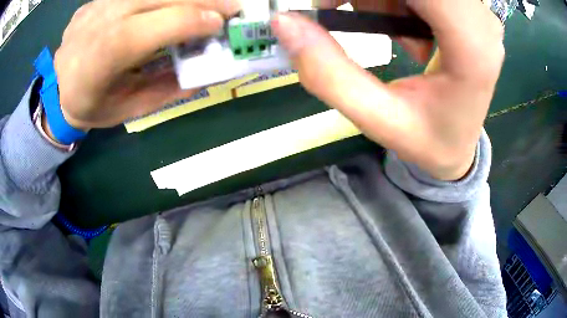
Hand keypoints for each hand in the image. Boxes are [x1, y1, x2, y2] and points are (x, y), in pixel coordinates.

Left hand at [54, 0, 240, 129]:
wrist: (56, 92)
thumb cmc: (93, 106)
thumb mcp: (131, 109)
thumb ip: (170, 87)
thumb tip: (210, 68)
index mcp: (103, 57)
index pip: (155, 25)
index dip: (194, 20)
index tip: (222, 24)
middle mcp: (99, 21)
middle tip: (231, 6)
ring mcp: (96, 5)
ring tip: (206, 3)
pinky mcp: (97, 0)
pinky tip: (171, 5)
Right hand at [272, 0, 503, 179]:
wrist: (461, 145)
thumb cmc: (429, 141)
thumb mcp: (378, 120)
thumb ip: (328, 73)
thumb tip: (284, 22)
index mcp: (472, 47)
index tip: (331, 5)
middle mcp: (481, 20)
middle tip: (344, 12)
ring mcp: (478, 12)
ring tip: (389, 32)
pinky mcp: (470, 9)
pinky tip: (406, 27)